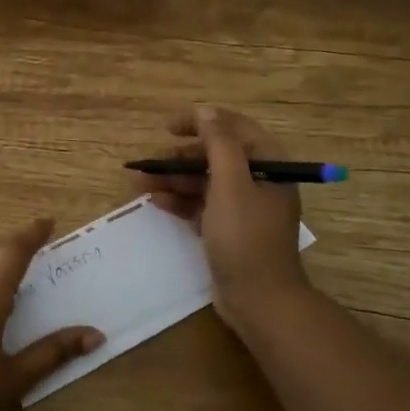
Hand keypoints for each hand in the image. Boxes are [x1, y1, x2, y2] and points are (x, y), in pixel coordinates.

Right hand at [131, 106, 311, 328]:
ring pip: (205, 183)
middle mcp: (259, 182)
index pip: (234, 129)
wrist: (260, 300)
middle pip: (216, 157)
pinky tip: (155, 202)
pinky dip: (180, 202)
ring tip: (140, 183)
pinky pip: (202, 206)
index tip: (168, 128)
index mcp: (269, 166)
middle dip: (180, 158)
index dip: (201, 123)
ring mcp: (244, 209)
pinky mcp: (229, 231)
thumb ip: (218, 143)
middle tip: (149, 163)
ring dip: (174, 180)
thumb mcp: (231, 184)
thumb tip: (206, 110)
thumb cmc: (246, 237)